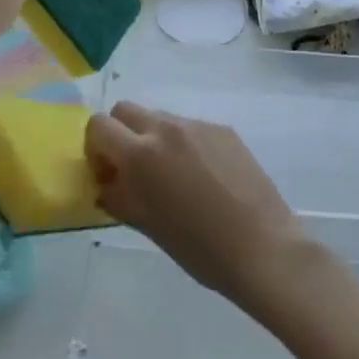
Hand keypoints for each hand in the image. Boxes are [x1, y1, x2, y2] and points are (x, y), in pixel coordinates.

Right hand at [85, 103, 307, 307]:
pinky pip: (191, 128)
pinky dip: (184, 145)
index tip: (108, 175)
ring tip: (173, 178)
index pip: (99, 126)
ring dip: (153, 139)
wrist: (262, 247)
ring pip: (161, 118)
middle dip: (120, 134)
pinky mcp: (225, 130)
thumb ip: (119, 197)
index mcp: (142, 153)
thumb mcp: (147, 226)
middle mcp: (168, 128)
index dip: (95, 149)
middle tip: (133, 171)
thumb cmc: (198, 247)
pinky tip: (203, 179)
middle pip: (126, 110)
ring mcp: (199, 126)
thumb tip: (107, 184)